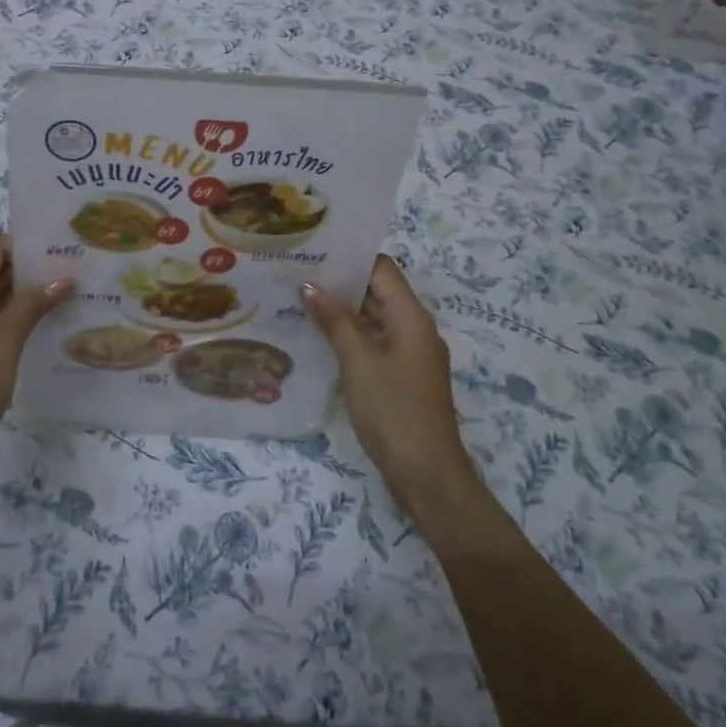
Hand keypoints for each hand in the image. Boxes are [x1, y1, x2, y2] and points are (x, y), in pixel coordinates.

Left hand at [0, 235, 71, 468]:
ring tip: (65, 294)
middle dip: (29, 269)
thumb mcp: (5, 339)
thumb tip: (62, 280)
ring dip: (23, 294)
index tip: (61, 251)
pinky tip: (42, 324)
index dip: (26, 245)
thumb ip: (33, 304)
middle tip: (71, 271)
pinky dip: (11, 315)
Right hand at [303, 256, 483, 515]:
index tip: (314, 250)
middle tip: (297, 272)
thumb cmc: (393, 411)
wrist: (427, 475)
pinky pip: (374, 341)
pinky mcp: (402, 375)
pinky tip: (318, 336)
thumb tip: (309, 285)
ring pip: (374, 318)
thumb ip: (334, 321)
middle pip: (378, 291)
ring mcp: (410, 353)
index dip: (350, 257)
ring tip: (299, 299)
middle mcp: (414, 328)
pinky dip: (350, 335)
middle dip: (340, 282)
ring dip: (342, 310)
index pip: (381, 268)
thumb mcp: (357, 362)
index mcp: (411, 317)